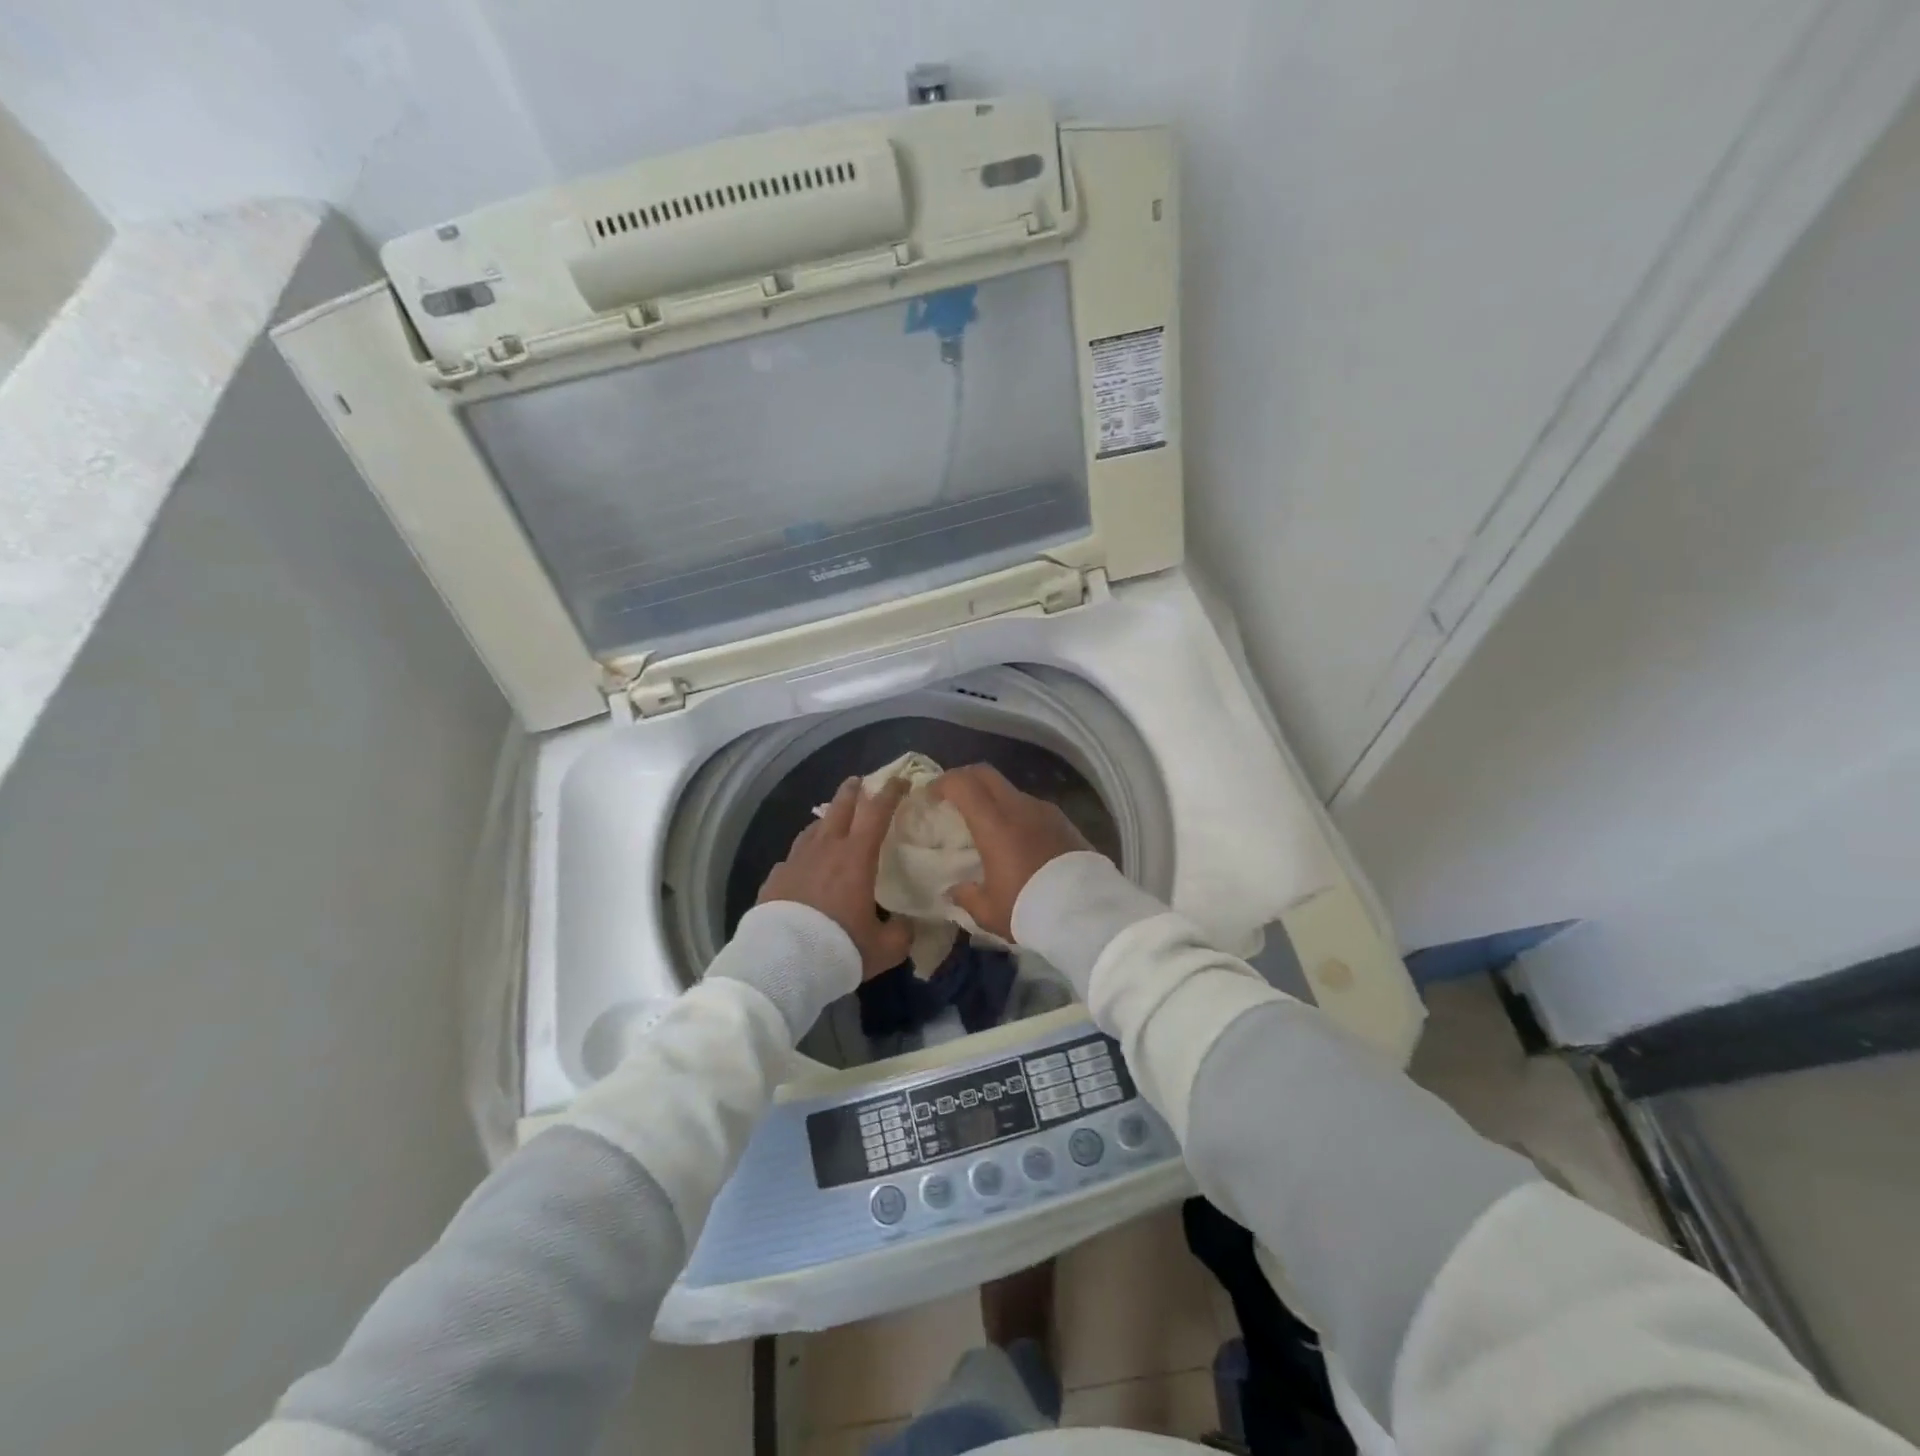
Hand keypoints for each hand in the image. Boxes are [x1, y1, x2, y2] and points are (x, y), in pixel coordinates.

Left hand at [758, 776, 913, 978]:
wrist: (781, 963)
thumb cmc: (839, 948)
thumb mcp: (884, 948)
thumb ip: (902, 933)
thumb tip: (908, 925)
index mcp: (856, 857)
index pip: (877, 812)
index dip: (891, 792)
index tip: (901, 780)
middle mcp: (826, 849)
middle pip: (840, 807)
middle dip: (852, 791)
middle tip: (859, 782)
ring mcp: (796, 860)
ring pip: (813, 828)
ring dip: (827, 820)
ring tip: (832, 821)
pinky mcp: (775, 878)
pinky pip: (793, 857)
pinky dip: (804, 854)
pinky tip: (804, 865)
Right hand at [932, 763, 1092, 939]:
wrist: (1088, 913)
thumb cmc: (1030, 909)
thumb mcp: (989, 912)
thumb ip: (966, 896)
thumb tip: (955, 889)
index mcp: (994, 824)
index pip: (963, 784)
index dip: (943, 783)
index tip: (931, 795)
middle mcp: (1020, 808)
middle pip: (986, 775)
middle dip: (965, 779)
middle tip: (953, 798)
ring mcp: (1046, 812)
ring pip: (1011, 791)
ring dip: (994, 798)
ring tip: (987, 825)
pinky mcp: (1065, 822)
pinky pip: (1032, 808)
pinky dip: (1017, 814)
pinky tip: (1017, 839)